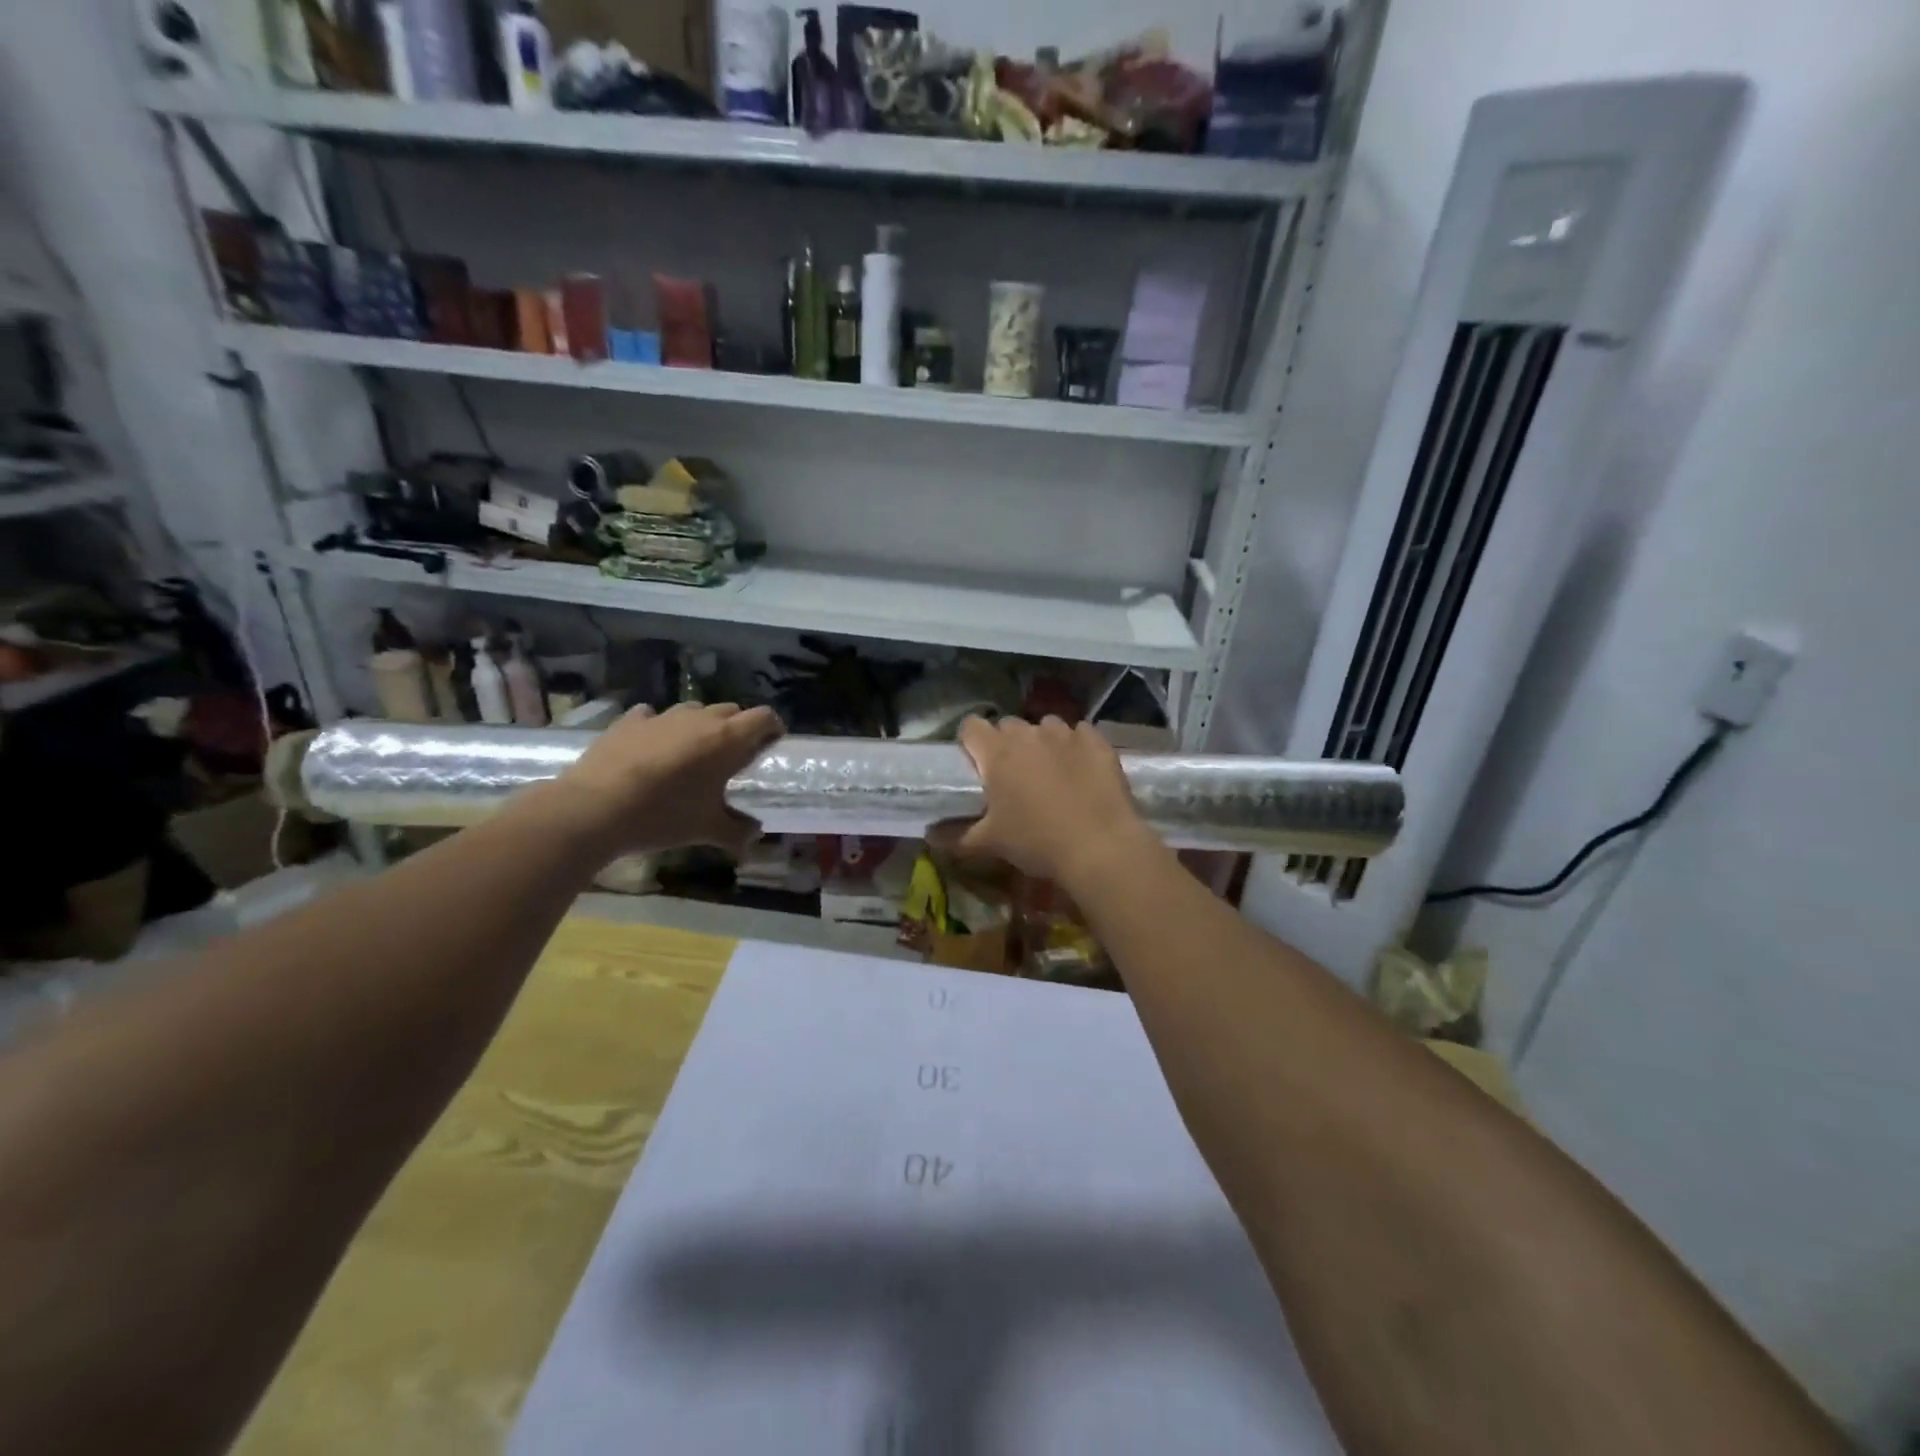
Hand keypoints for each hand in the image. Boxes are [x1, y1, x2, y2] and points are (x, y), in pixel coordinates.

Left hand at [546, 702, 784, 857]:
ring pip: (694, 710)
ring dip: (700, 726)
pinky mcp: (629, 721)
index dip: (772, 728)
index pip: (764, 717)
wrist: (594, 808)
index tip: (771, 746)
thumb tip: (755, 839)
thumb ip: (738, 832)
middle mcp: (699, 719)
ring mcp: (661, 716)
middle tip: (733, 757)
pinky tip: (652, 749)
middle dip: (738, 728)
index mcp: (726, 740)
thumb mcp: (707, 830)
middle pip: (731, 711)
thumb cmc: (663, 815)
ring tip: (693, 754)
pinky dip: (660, 728)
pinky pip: (653, 716)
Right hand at [950, 716, 1157, 887]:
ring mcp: (1065, 734)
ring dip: (1042, 742)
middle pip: (1008, 725)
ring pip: (1045, 726)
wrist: (1099, 846)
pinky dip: (1076, 746)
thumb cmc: (1036, 842)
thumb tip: (929, 836)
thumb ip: (956, 836)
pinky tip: (1080, 771)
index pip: (971, 726)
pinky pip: (1080, 733)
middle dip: (1007, 744)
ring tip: (1049, 772)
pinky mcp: (1097, 741)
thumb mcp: (990, 843)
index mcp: (997, 752)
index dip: (970, 742)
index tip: (976, 764)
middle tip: (1012, 775)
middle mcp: (1028, 734)